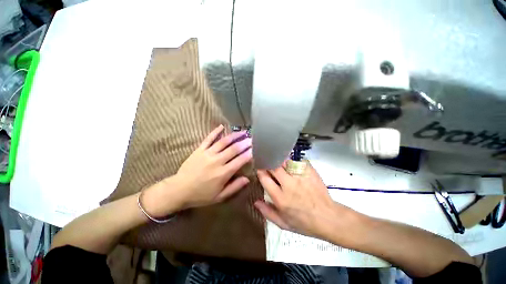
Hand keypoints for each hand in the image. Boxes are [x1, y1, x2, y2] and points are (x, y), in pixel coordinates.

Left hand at [172, 125, 251, 208]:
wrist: (178, 190)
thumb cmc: (201, 195)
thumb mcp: (220, 196)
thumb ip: (234, 187)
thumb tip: (247, 179)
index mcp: (223, 173)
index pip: (240, 160)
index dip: (249, 154)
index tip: (256, 149)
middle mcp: (217, 161)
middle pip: (234, 149)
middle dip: (245, 143)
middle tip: (252, 138)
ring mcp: (207, 154)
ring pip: (224, 142)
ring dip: (234, 136)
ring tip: (243, 132)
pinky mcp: (199, 150)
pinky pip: (208, 138)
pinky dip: (215, 132)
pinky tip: (222, 126)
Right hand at [255, 161, 355, 239]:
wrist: (328, 218)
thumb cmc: (304, 223)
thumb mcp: (283, 223)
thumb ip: (267, 212)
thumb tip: (255, 201)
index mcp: (280, 197)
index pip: (265, 178)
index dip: (260, 170)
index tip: (260, 167)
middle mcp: (288, 185)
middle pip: (274, 167)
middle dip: (269, 163)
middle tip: (268, 162)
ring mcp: (300, 177)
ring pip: (285, 161)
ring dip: (280, 161)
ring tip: (279, 161)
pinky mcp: (310, 172)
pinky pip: (297, 161)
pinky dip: (293, 161)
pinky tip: (292, 164)